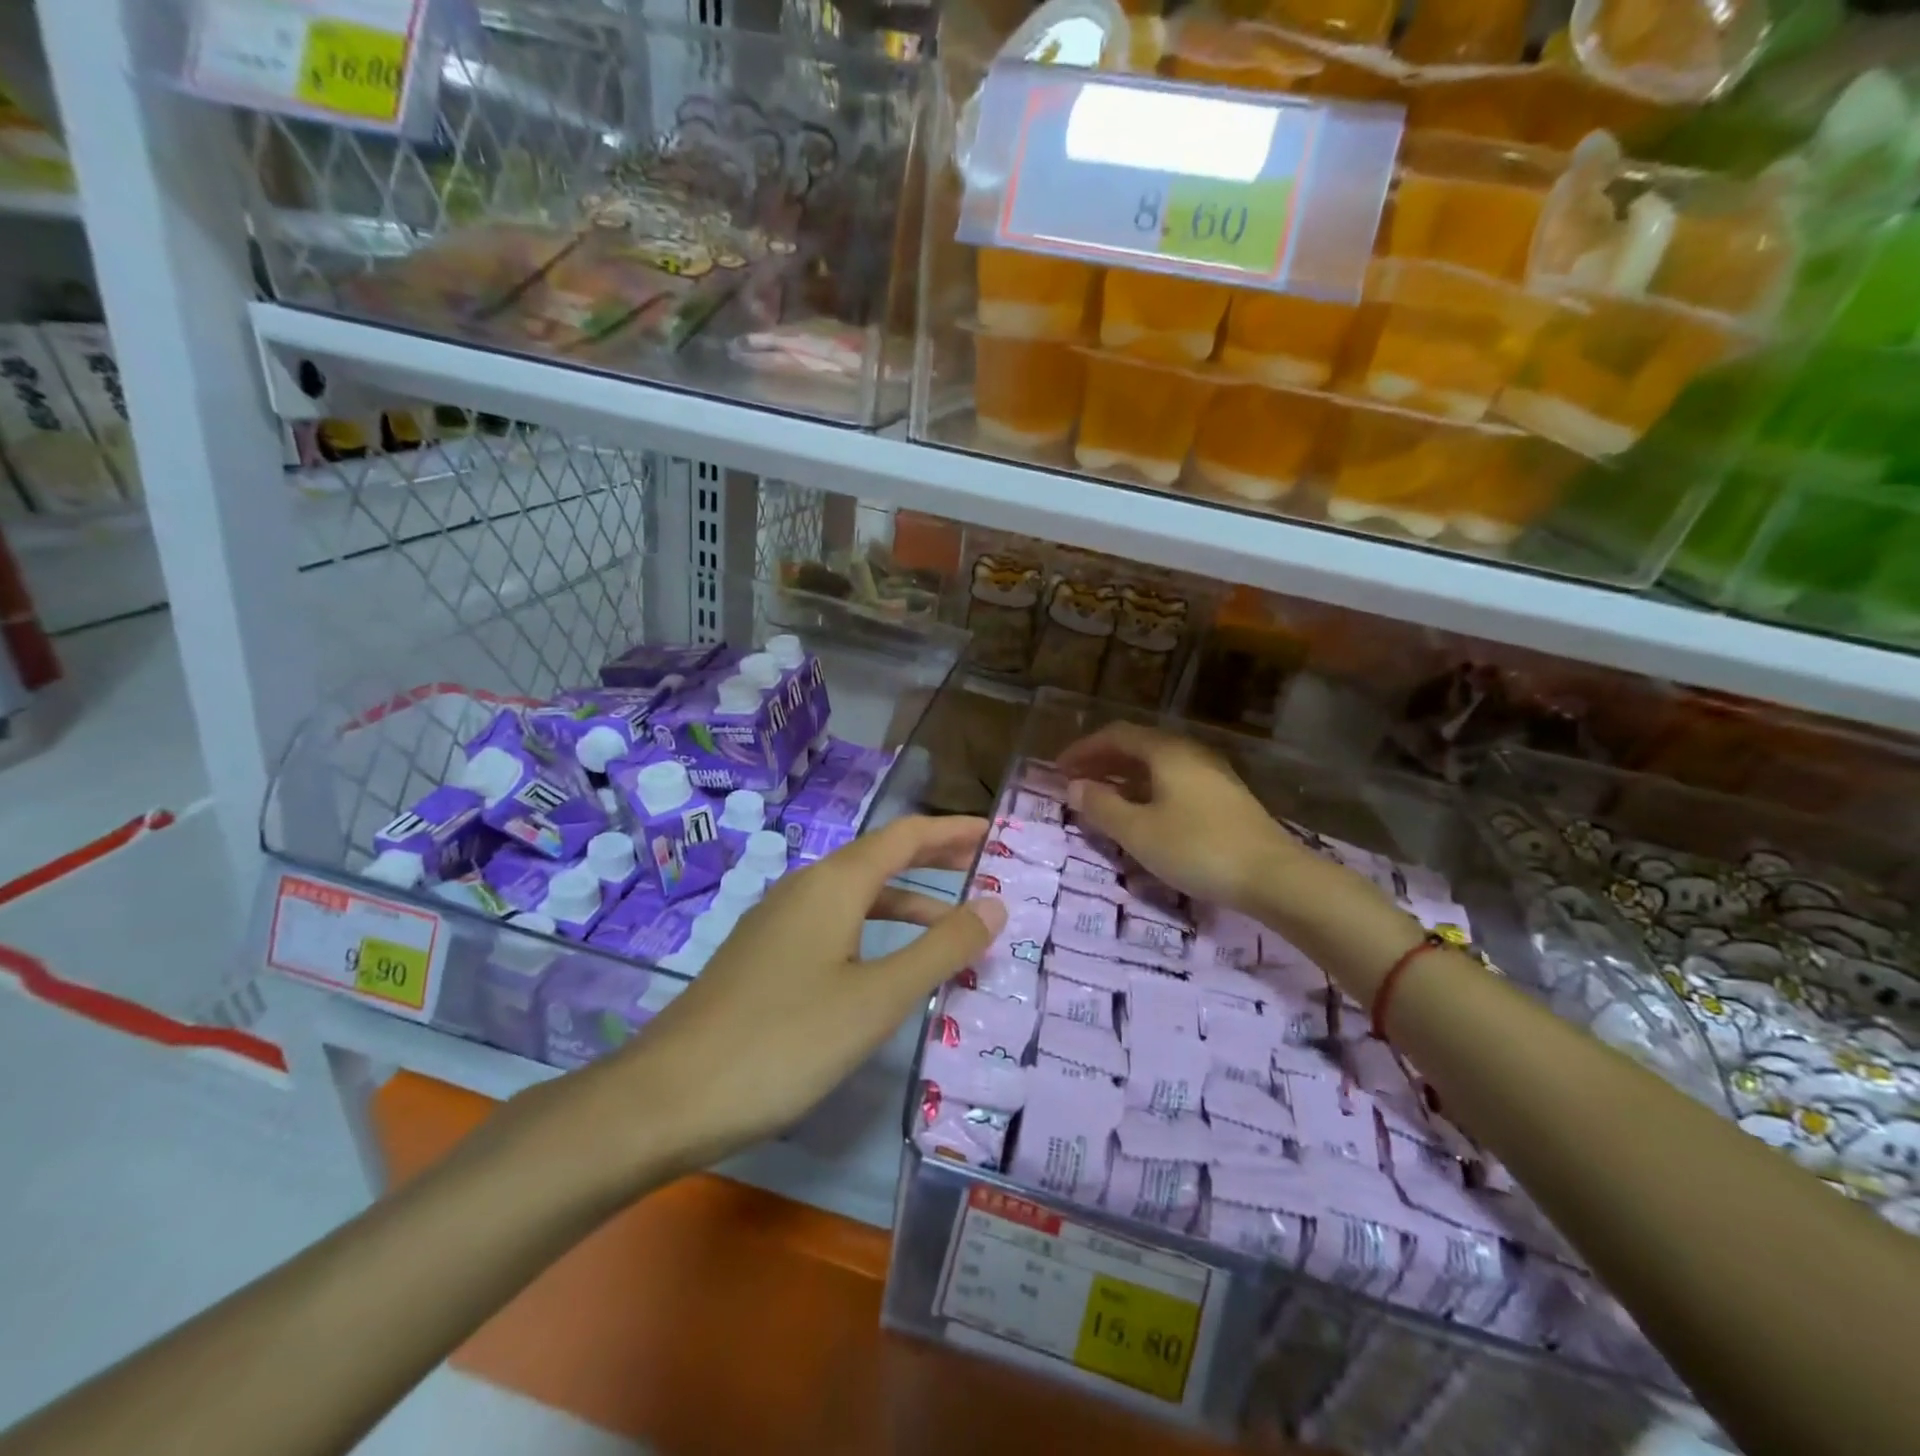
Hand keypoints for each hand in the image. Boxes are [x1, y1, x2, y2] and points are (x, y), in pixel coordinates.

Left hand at [590, 815, 1006, 1175]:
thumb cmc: (784, 1041)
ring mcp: (778, 921)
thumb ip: (941, 949)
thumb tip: (994, 904)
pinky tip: (884, 964)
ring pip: (856, 895)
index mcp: (834, 883)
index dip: (953, 830)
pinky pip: (833, 923)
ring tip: (951, 925)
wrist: (667, 1097)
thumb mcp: (877, 998)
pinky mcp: (763, 955)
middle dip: (933, 859)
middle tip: (983, 866)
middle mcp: (805, 888)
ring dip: (906, 901)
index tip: (994, 832)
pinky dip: (874, 929)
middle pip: (880, 858)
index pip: (905, 836)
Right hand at [1056, 722, 1308, 916]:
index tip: (1058, 770)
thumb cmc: (1197, 848)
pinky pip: (1174, 782)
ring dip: (1124, 778)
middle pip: (1137, 747)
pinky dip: (1147, 791)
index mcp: (1166, 752)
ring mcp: (1211, 774)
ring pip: (1157, 766)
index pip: (1115, 735)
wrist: (1274, 876)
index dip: (1083, 749)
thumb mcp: (1138, 832)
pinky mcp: (1224, 798)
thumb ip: (1102, 806)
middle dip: (1102, 763)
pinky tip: (1142, 816)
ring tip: (1102, 801)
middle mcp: (1190, 753)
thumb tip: (1074, 786)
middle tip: (1075, 784)